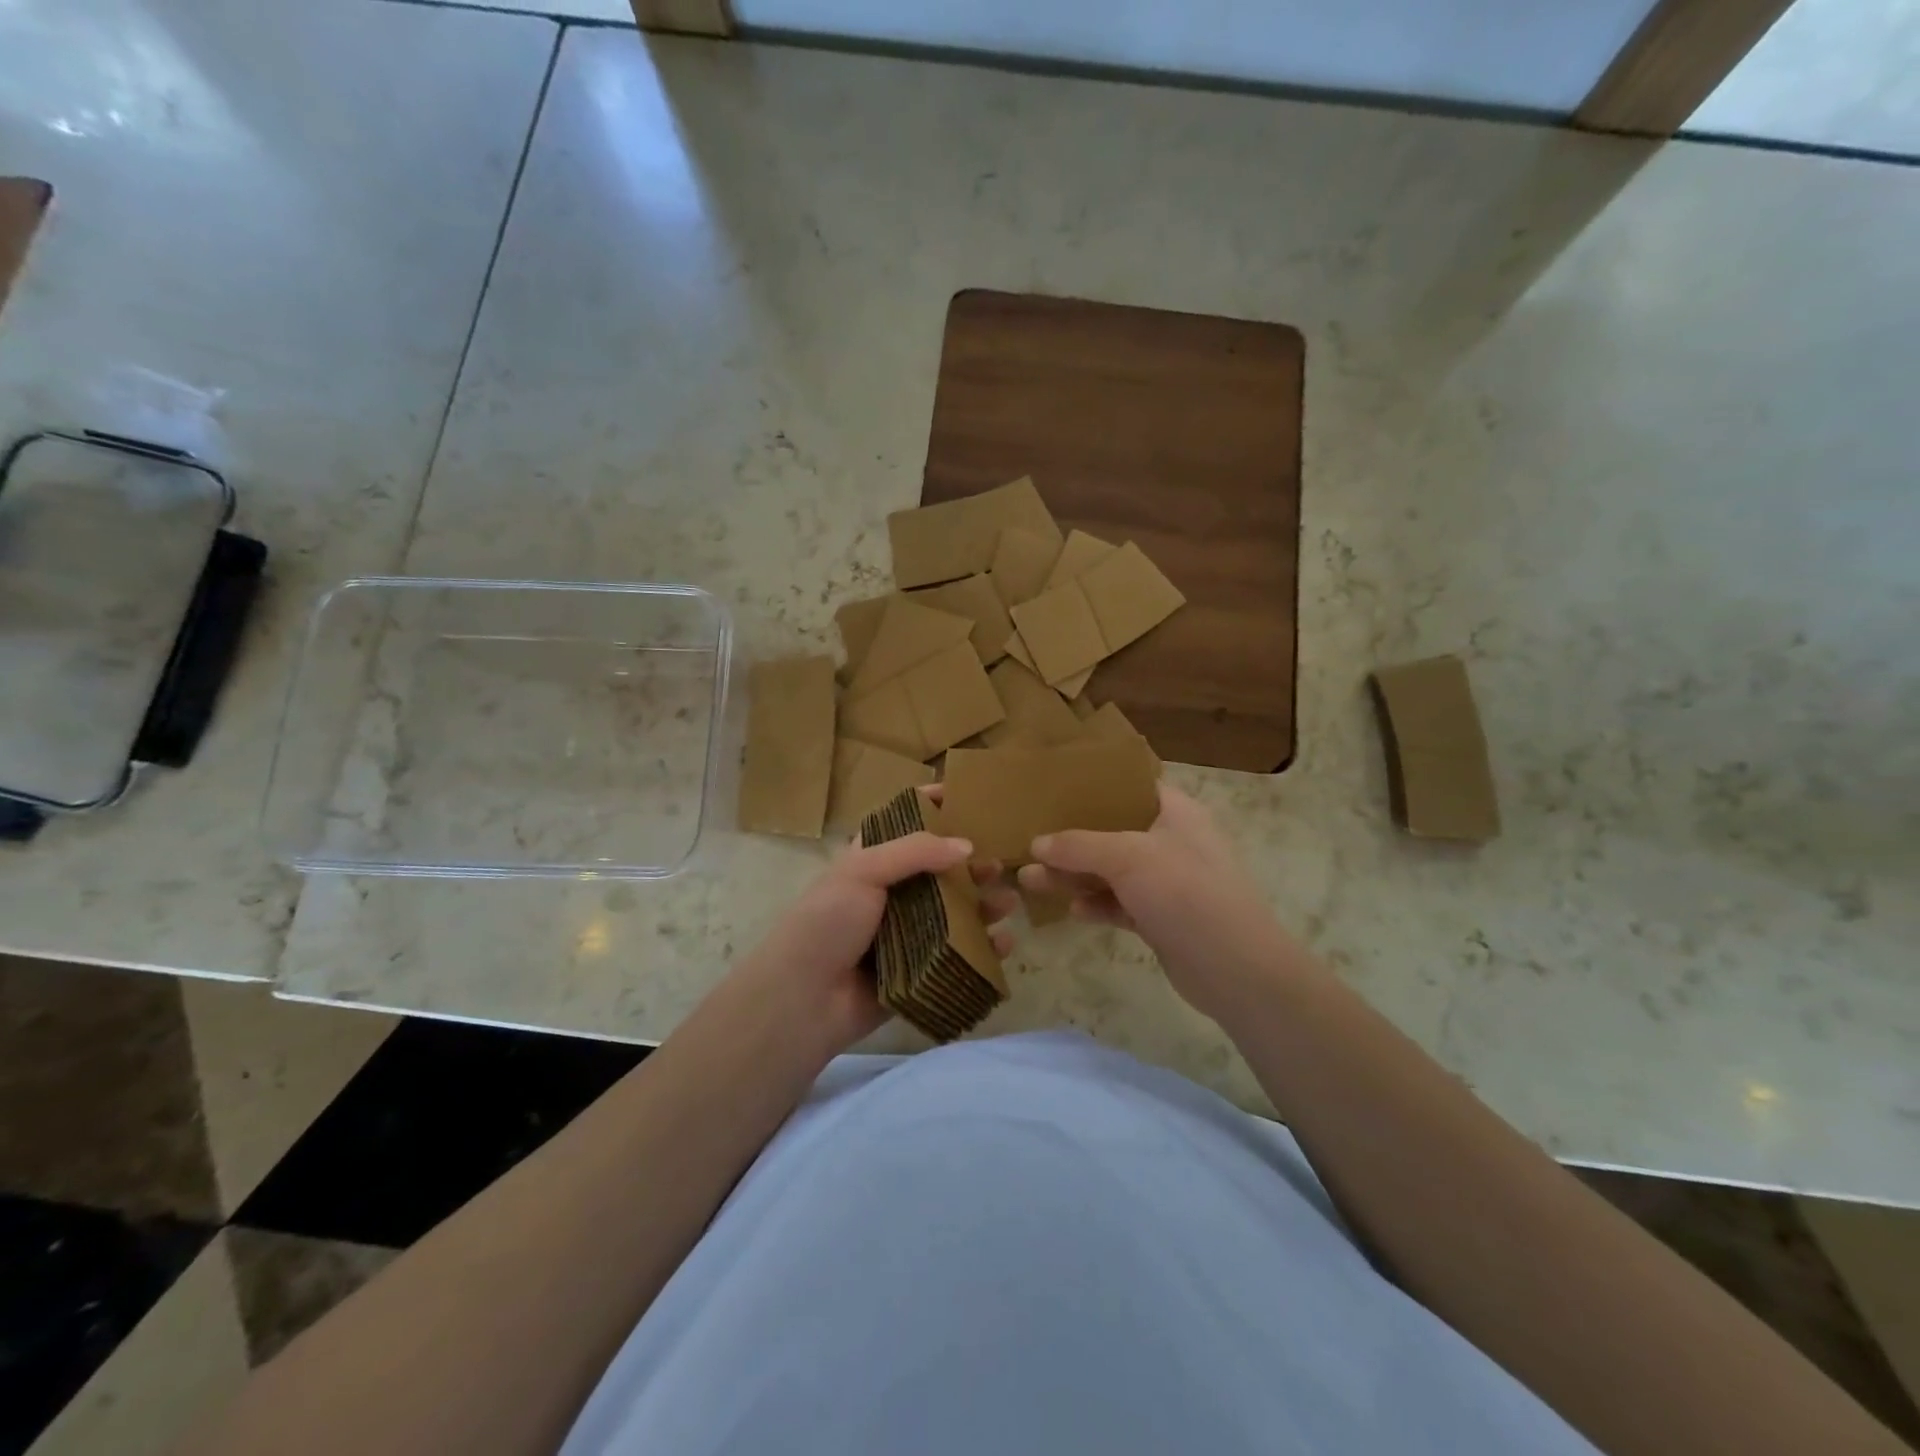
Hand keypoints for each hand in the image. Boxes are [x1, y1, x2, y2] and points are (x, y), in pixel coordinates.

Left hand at [737, 803, 1017, 1054]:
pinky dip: (983, 948)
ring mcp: (906, 935)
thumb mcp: (863, 871)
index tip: (967, 796)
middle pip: (939, 871)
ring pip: (954, 913)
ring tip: (1010, 900)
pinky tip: (1004, 942)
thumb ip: (915, 852)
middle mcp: (891, 895)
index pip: (904, 824)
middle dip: (971, 864)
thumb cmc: (828, 923)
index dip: (932, 807)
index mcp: (871, 862)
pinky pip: (957, 956)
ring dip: (983, 905)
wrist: (803, 1000)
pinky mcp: (918, 972)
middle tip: (1000, 861)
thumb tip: (967, 846)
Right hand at [1017, 786, 1294, 1020]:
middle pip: (1111, 831)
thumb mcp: (1128, 858)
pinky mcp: (1160, 918)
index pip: (1129, 788)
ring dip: (1074, 875)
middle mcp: (1171, 841)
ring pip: (1110, 871)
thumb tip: (1036, 844)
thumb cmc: (1186, 893)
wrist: (1237, 969)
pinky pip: (1119, 904)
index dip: (1092, 788)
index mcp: (1174, 812)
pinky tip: (1071, 911)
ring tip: (1029, 880)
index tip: (1051, 790)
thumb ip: (1079, 846)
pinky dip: (1096, 905)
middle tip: (1027, 846)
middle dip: (1069, 840)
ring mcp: (1166, 882)